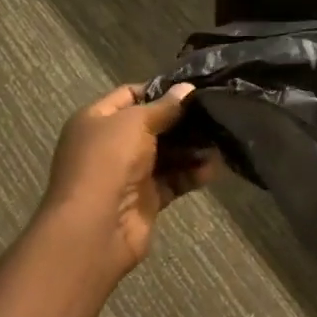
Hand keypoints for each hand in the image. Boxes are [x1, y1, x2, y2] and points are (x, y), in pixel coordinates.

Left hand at [39, 82, 207, 280]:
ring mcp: (129, 173)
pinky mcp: (146, 199)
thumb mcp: (134, 123)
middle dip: (182, 120)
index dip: (159, 90)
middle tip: (215, 111)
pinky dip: (192, 173)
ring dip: (192, 147)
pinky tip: (214, 167)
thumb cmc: (108, 161)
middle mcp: (111, 145)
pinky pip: (173, 180)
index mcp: (97, 120)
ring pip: (166, 154)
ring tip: (222, 138)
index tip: (192, 88)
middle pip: (152, 125)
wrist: (94, 228)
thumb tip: (187, 88)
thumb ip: (164, 107)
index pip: (130, 95)